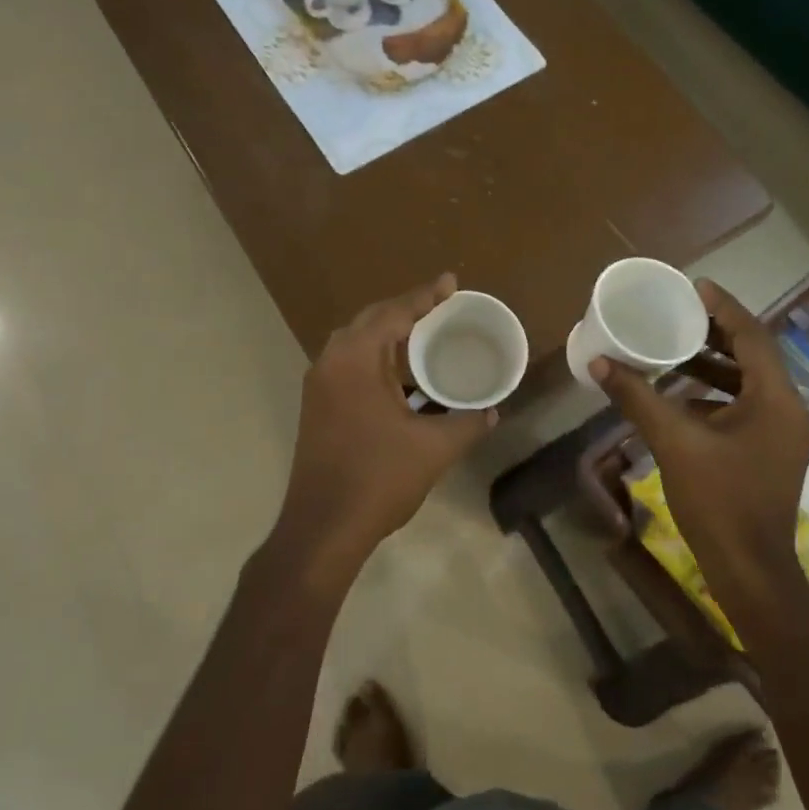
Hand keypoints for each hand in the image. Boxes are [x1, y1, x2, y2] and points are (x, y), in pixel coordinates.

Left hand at [275, 274, 497, 570]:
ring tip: (425, 333)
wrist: (323, 527)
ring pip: (356, 343)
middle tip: (441, 305)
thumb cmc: (378, 479)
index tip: (450, 282)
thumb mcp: (433, 449)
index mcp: (355, 360)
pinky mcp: (317, 406)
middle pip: (371, 320)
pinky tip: (401, 373)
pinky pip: (349, 364)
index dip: (425, 296)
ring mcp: (319, 385)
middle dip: (406, 309)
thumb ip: (466, 424)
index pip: (394, 314)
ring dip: (389, 334)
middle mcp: (331, 362)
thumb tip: (491, 412)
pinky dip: (376, 358)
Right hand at [591, 280, 808, 583]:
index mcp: (776, 400)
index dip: (723, 308)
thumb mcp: (674, 443)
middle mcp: (788, 410)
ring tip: (673, 349)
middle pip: (753, 356)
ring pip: (748, 383)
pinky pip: (744, 407)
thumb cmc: (718, 501)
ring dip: (713, 365)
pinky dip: (714, 394)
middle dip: (715, 333)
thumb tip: (599, 363)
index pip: (753, 336)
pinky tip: (679, 397)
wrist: (749, 570)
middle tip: (678, 314)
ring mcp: (782, 434)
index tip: (694, 286)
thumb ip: (638, 398)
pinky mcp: (770, 452)